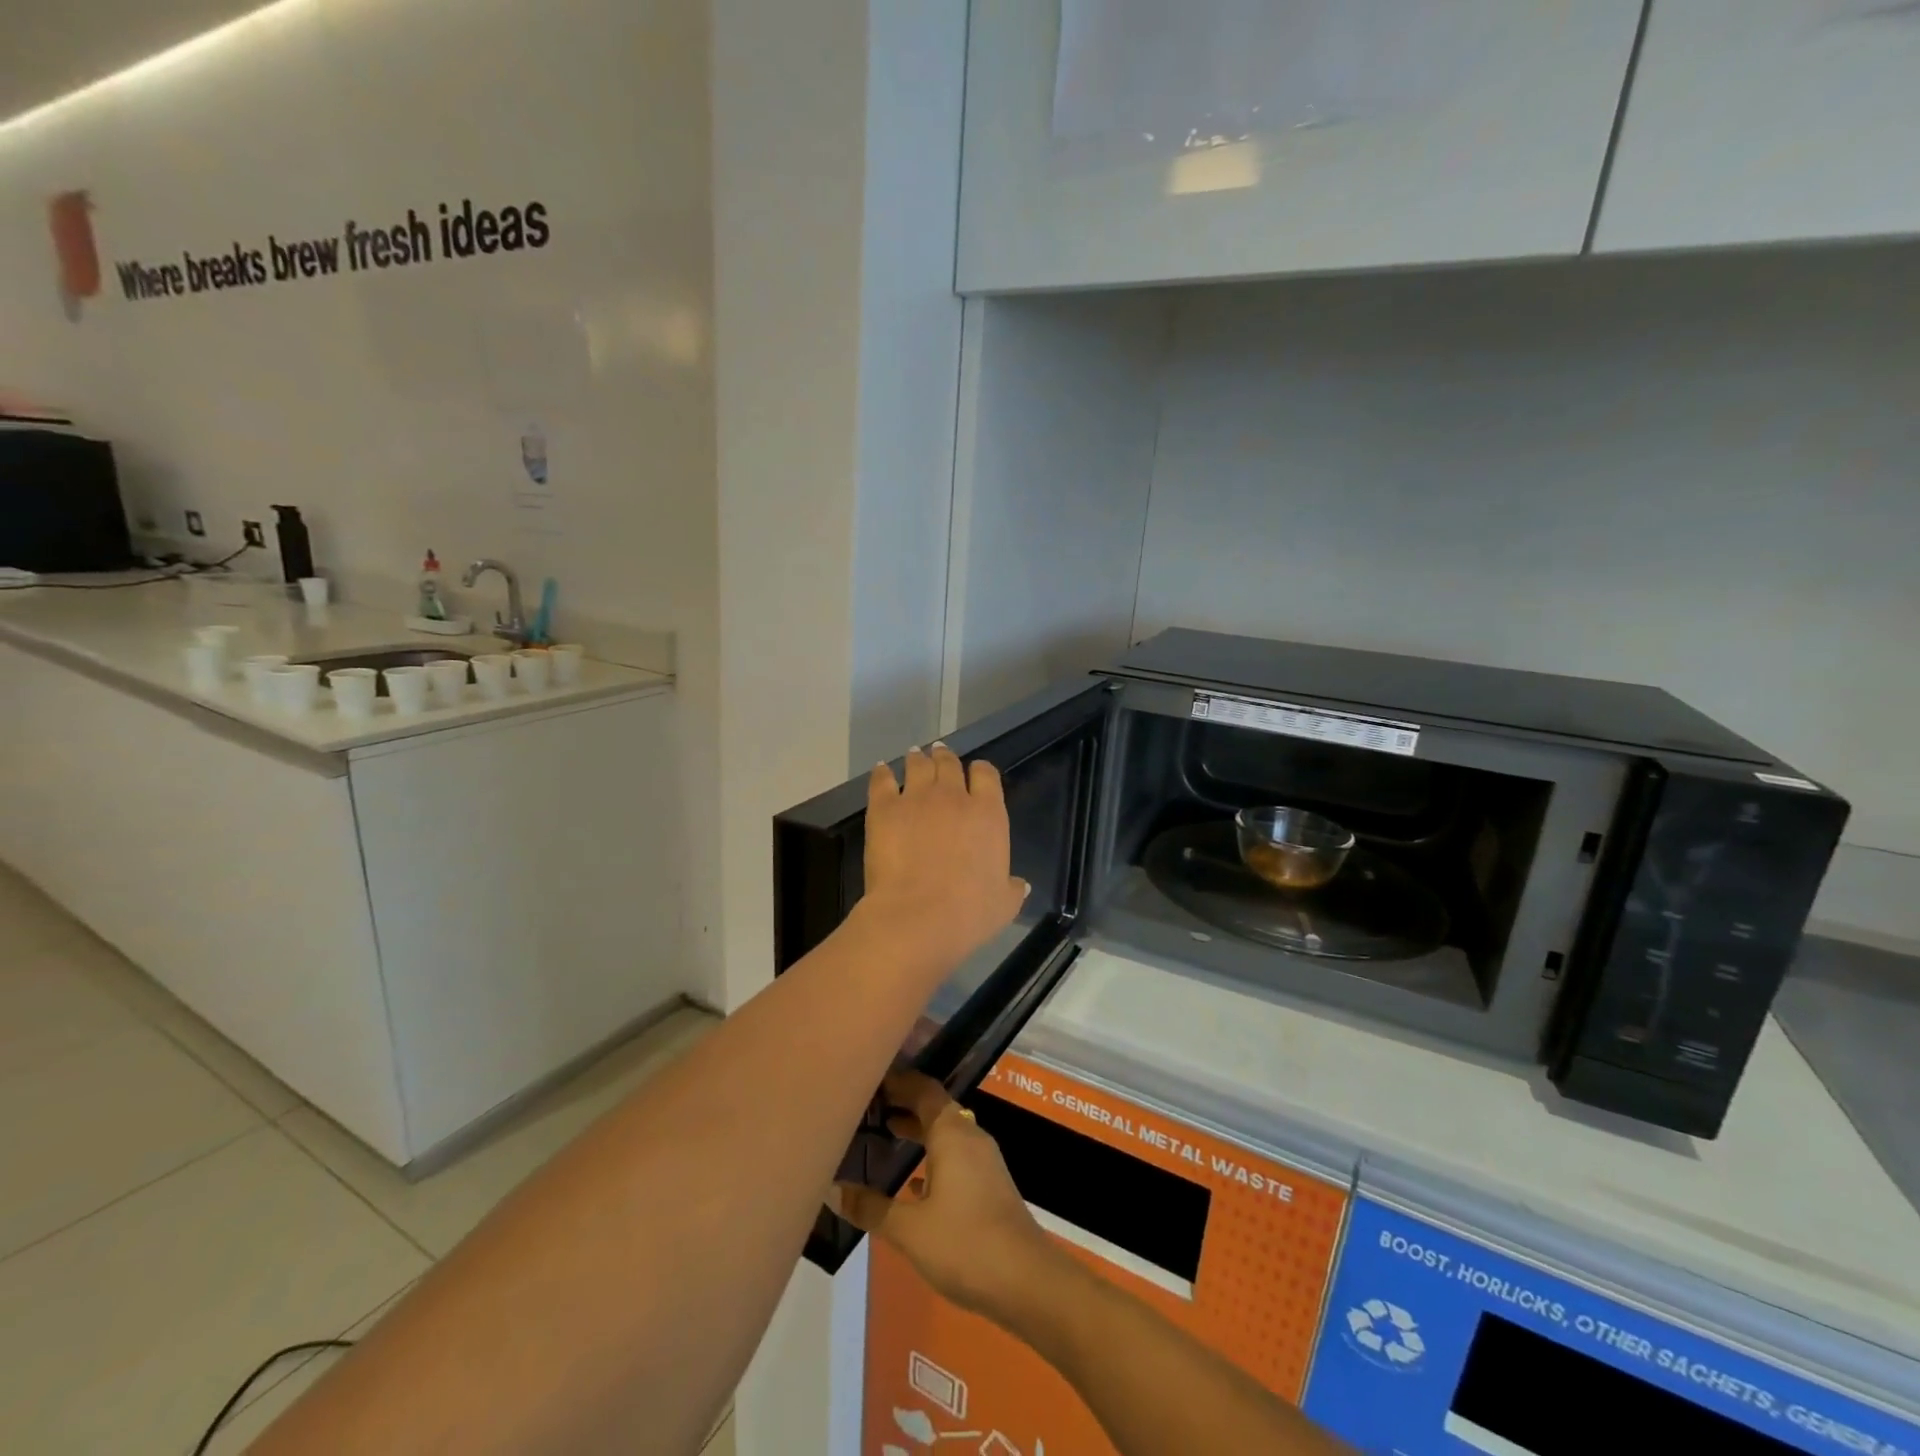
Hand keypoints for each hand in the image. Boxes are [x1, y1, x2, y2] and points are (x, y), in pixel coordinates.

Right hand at [835, 1072, 1057, 1321]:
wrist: (1026, 1280)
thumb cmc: (964, 1244)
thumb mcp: (909, 1229)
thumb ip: (871, 1207)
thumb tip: (833, 1190)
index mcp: (951, 1132)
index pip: (923, 1090)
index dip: (898, 1081)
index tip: (870, 1078)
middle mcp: (970, 1135)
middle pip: (935, 1107)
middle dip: (905, 1102)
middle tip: (870, 1103)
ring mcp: (983, 1160)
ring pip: (946, 1132)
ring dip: (919, 1129)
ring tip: (886, 1132)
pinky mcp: (989, 1184)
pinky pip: (955, 1155)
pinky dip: (933, 1156)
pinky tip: (913, 1182)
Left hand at [857, 745, 1028, 973]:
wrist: (918, 916)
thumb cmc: (969, 913)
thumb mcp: (1004, 904)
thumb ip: (1013, 889)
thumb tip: (1021, 884)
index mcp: (988, 814)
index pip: (987, 775)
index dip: (980, 771)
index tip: (975, 772)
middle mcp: (954, 797)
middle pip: (949, 764)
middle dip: (945, 758)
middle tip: (940, 754)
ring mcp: (916, 798)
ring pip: (917, 765)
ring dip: (917, 759)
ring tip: (915, 755)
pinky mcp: (884, 808)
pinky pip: (882, 780)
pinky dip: (882, 773)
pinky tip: (882, 769)